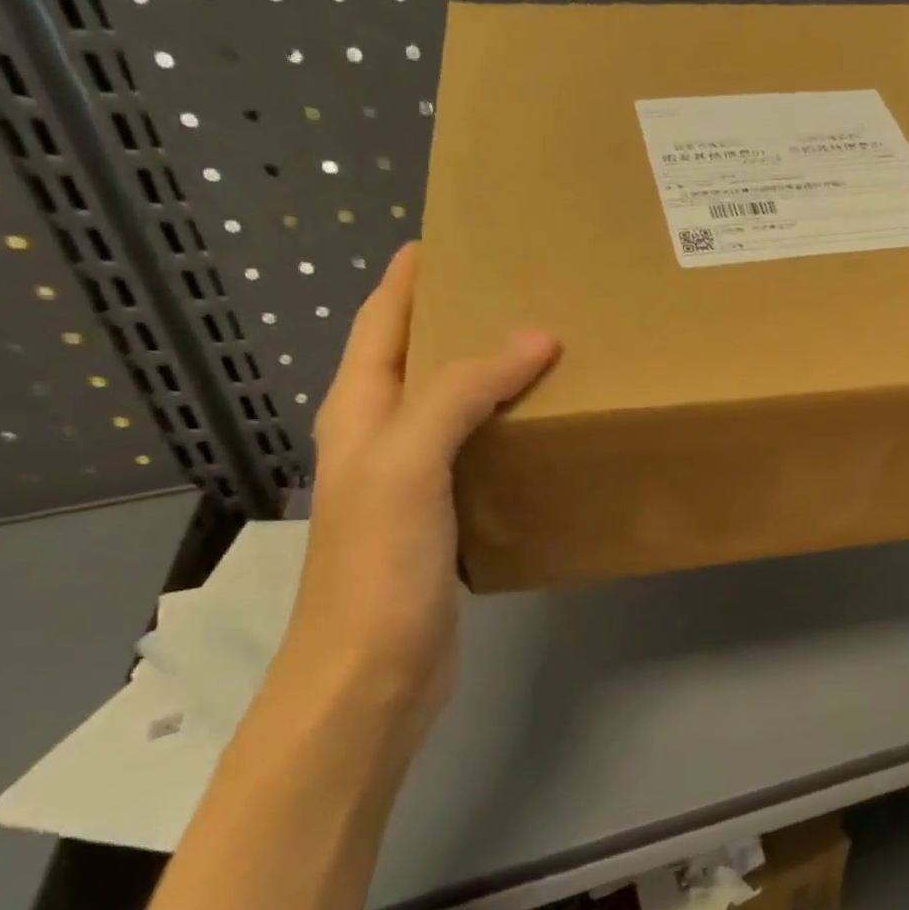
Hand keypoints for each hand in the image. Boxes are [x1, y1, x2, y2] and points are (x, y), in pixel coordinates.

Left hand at [276, 244, 558, 730]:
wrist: (372, 673)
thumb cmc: (379, 563)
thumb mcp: (410, 462)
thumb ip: (463, 393)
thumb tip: (536, 337)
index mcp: (359, 412)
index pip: (382, 322)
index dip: (410, 277)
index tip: (452, 237)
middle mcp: (380, 438)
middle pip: (418, 358)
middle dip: (460, 317)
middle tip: (524, 289)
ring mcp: (411, 481)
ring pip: (454, 407)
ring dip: (491, 375)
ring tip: (549, 349)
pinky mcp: (444, 519)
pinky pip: (478, 453)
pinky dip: (508, 429)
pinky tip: (546, 429)